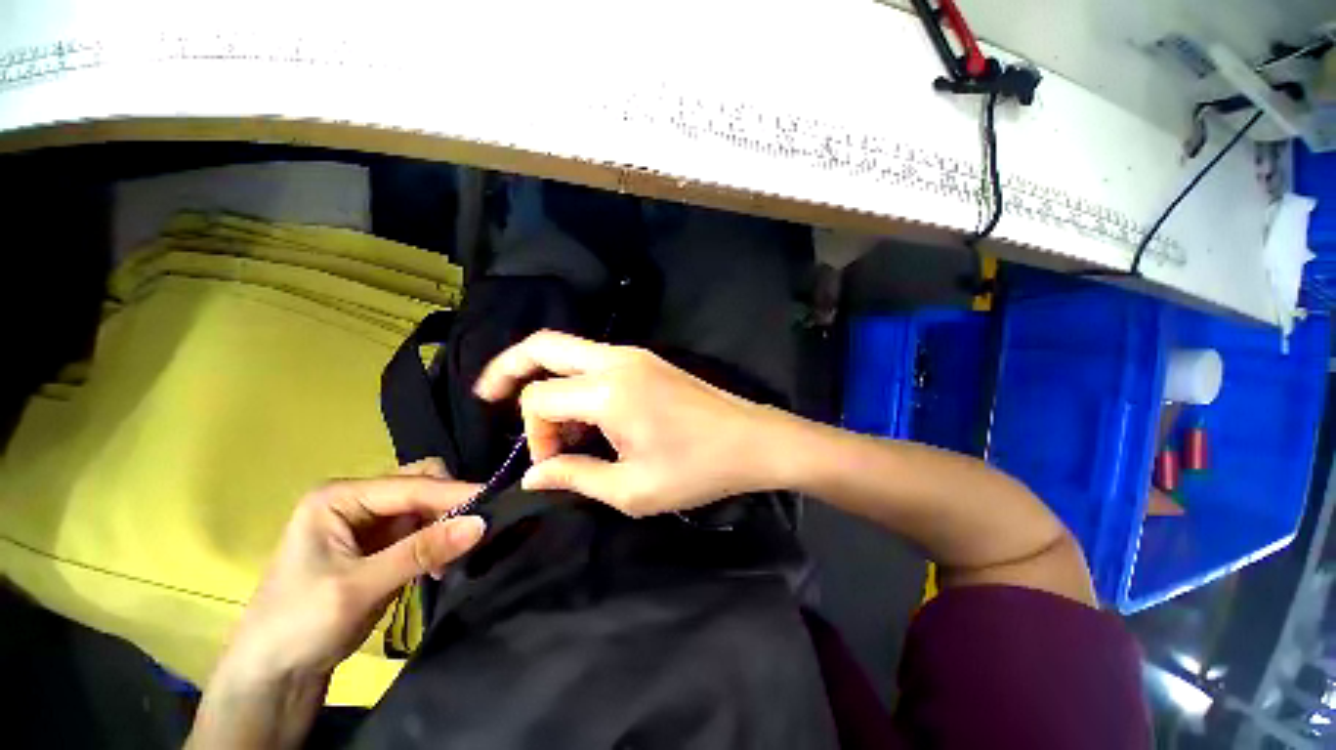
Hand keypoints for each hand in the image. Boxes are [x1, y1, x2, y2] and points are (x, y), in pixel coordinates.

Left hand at [189, 461, 486, 749]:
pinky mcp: (380, 545)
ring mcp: (369, 522)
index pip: (411, 485)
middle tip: (476, 528)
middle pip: (420, 484)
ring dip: (446, 525)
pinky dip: (438, 542)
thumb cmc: (299, 624)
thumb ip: (421, 552)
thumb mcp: (358, 588)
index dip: (453, 494)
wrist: (272, 675)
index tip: (494, 504)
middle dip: (449, 504)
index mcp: (339, 497)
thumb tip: (481, 523)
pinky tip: (440, 567)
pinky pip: (423, 530)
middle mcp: (357, 501)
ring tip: (457, 554)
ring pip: (426, 506)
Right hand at [474, 331, 775, 516]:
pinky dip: (575, 382)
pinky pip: (594, 362)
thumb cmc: (697, 469)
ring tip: (554, 426)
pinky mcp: (647, 361)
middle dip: (508, 368)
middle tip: (487, 395)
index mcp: (608, 391)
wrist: (751, 440)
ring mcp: (634, 356)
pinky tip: (584, 415)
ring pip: (568, 351)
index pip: (539, 399)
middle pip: (542, 346)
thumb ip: (575, 477)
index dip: (534, 435)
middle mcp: (616, 361)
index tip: (553, 464)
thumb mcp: (632, 489)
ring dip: (549, 382)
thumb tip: (533, 476)